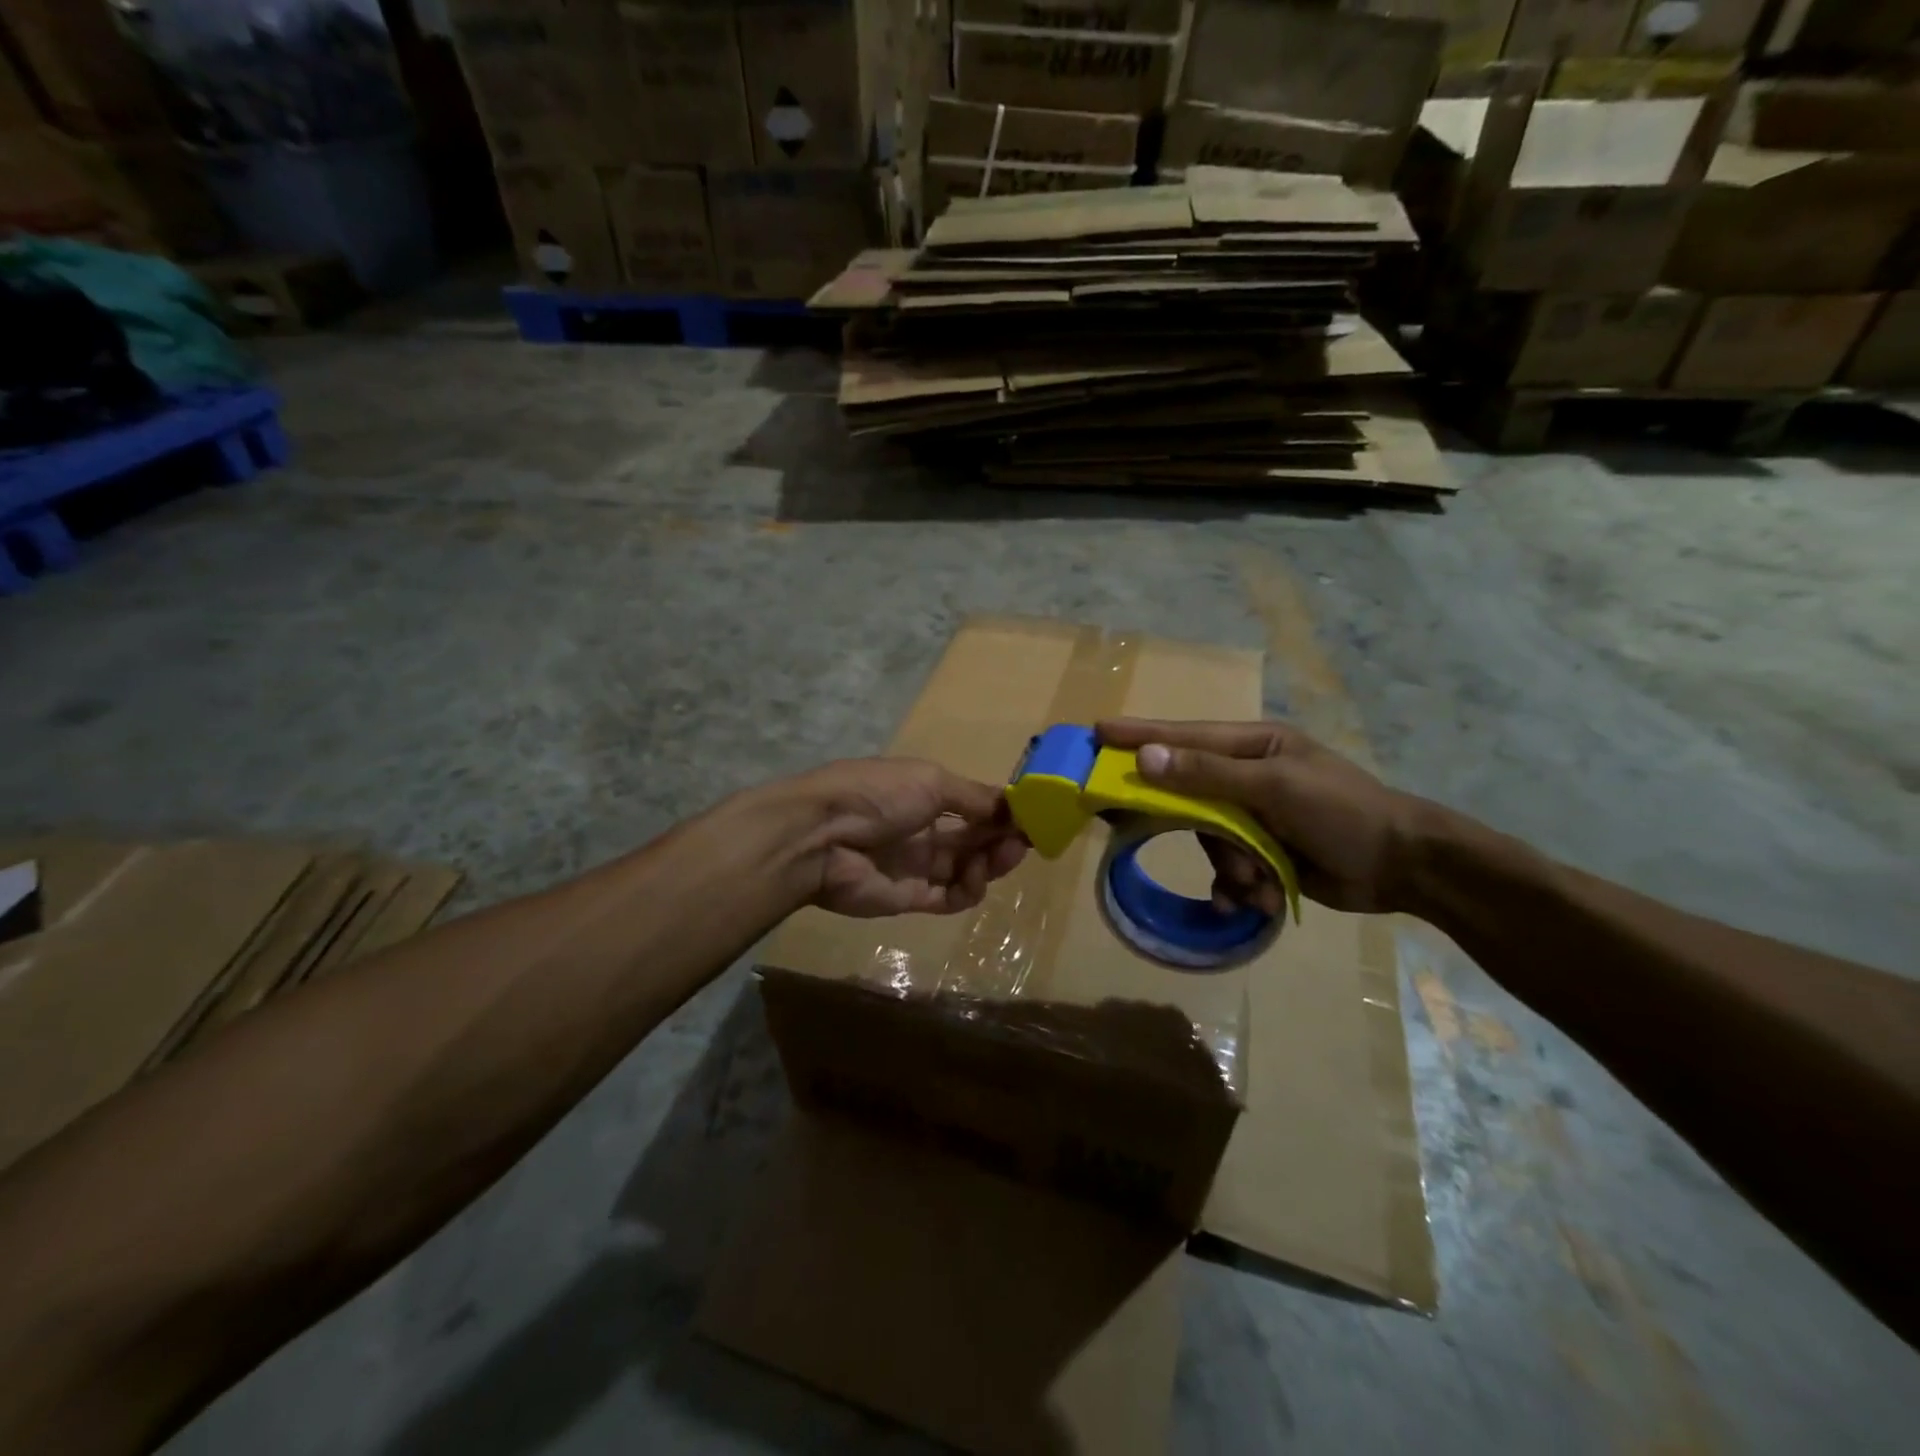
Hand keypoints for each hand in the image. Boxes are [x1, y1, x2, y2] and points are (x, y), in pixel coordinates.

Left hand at [786, 758, 1027, 918]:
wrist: (820, 837)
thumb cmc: (878, 795)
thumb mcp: (931, 781)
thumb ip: (974, 797)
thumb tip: (1013, 805)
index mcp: (924, 794)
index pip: (973, 806)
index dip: (1002, 813)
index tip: (1032, 818)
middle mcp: (923, 829)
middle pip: (974, 839)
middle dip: (1002, 838)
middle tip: (1026, 841)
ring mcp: (916, 866)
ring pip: (967, 869)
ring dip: (991, 863)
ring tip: (1003, 856)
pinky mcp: (910, 898)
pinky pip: (949, 898)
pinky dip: (969, 890)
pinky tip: (975, 879)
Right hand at [1095, 719, 1430, 914]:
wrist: (1402, 867)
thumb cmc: (1342, 812)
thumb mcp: (1275, 788)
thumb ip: (1208, 775)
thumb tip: (1146, 758)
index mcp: (1252, 746)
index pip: (1184, 737)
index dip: (1140, 735)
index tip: (1097, 733)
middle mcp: (1247, 777)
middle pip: (1190, 796)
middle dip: (1198, 828)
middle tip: (1172, 836)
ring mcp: (1255, 816)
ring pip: (1208, 839)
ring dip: (1229, 866)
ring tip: (1255, 881)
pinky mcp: (1263, 852)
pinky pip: (1228, 868)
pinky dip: (1238, 887)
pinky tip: (1257, 899)